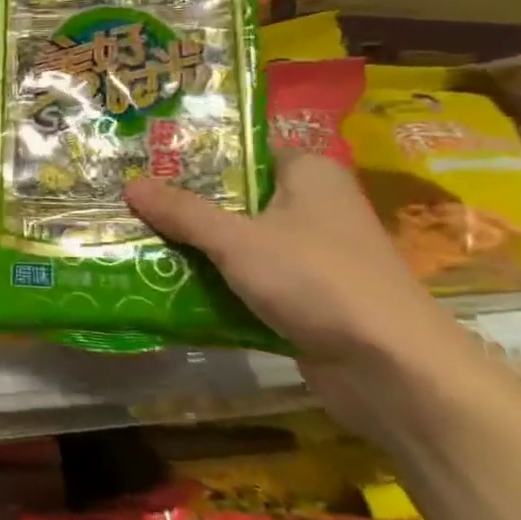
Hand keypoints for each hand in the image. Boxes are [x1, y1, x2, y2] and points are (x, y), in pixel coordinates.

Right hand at [124, 153, 507, 438]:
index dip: (192, 153)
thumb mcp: (237, 240)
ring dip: (195, 246)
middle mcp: (312, 204)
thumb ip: (182, 211)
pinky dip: (216, 280)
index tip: (143, 158)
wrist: (392, 371)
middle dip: (183, 204)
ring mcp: (311, 252)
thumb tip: (129, 184)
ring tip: (136, 238)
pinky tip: (169, 282)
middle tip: (128, 200)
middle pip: (233, 196)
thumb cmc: (316, 280)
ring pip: (238, 239)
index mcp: (308, 172)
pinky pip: (249, 276)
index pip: (240, 149)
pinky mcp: (306, 294)